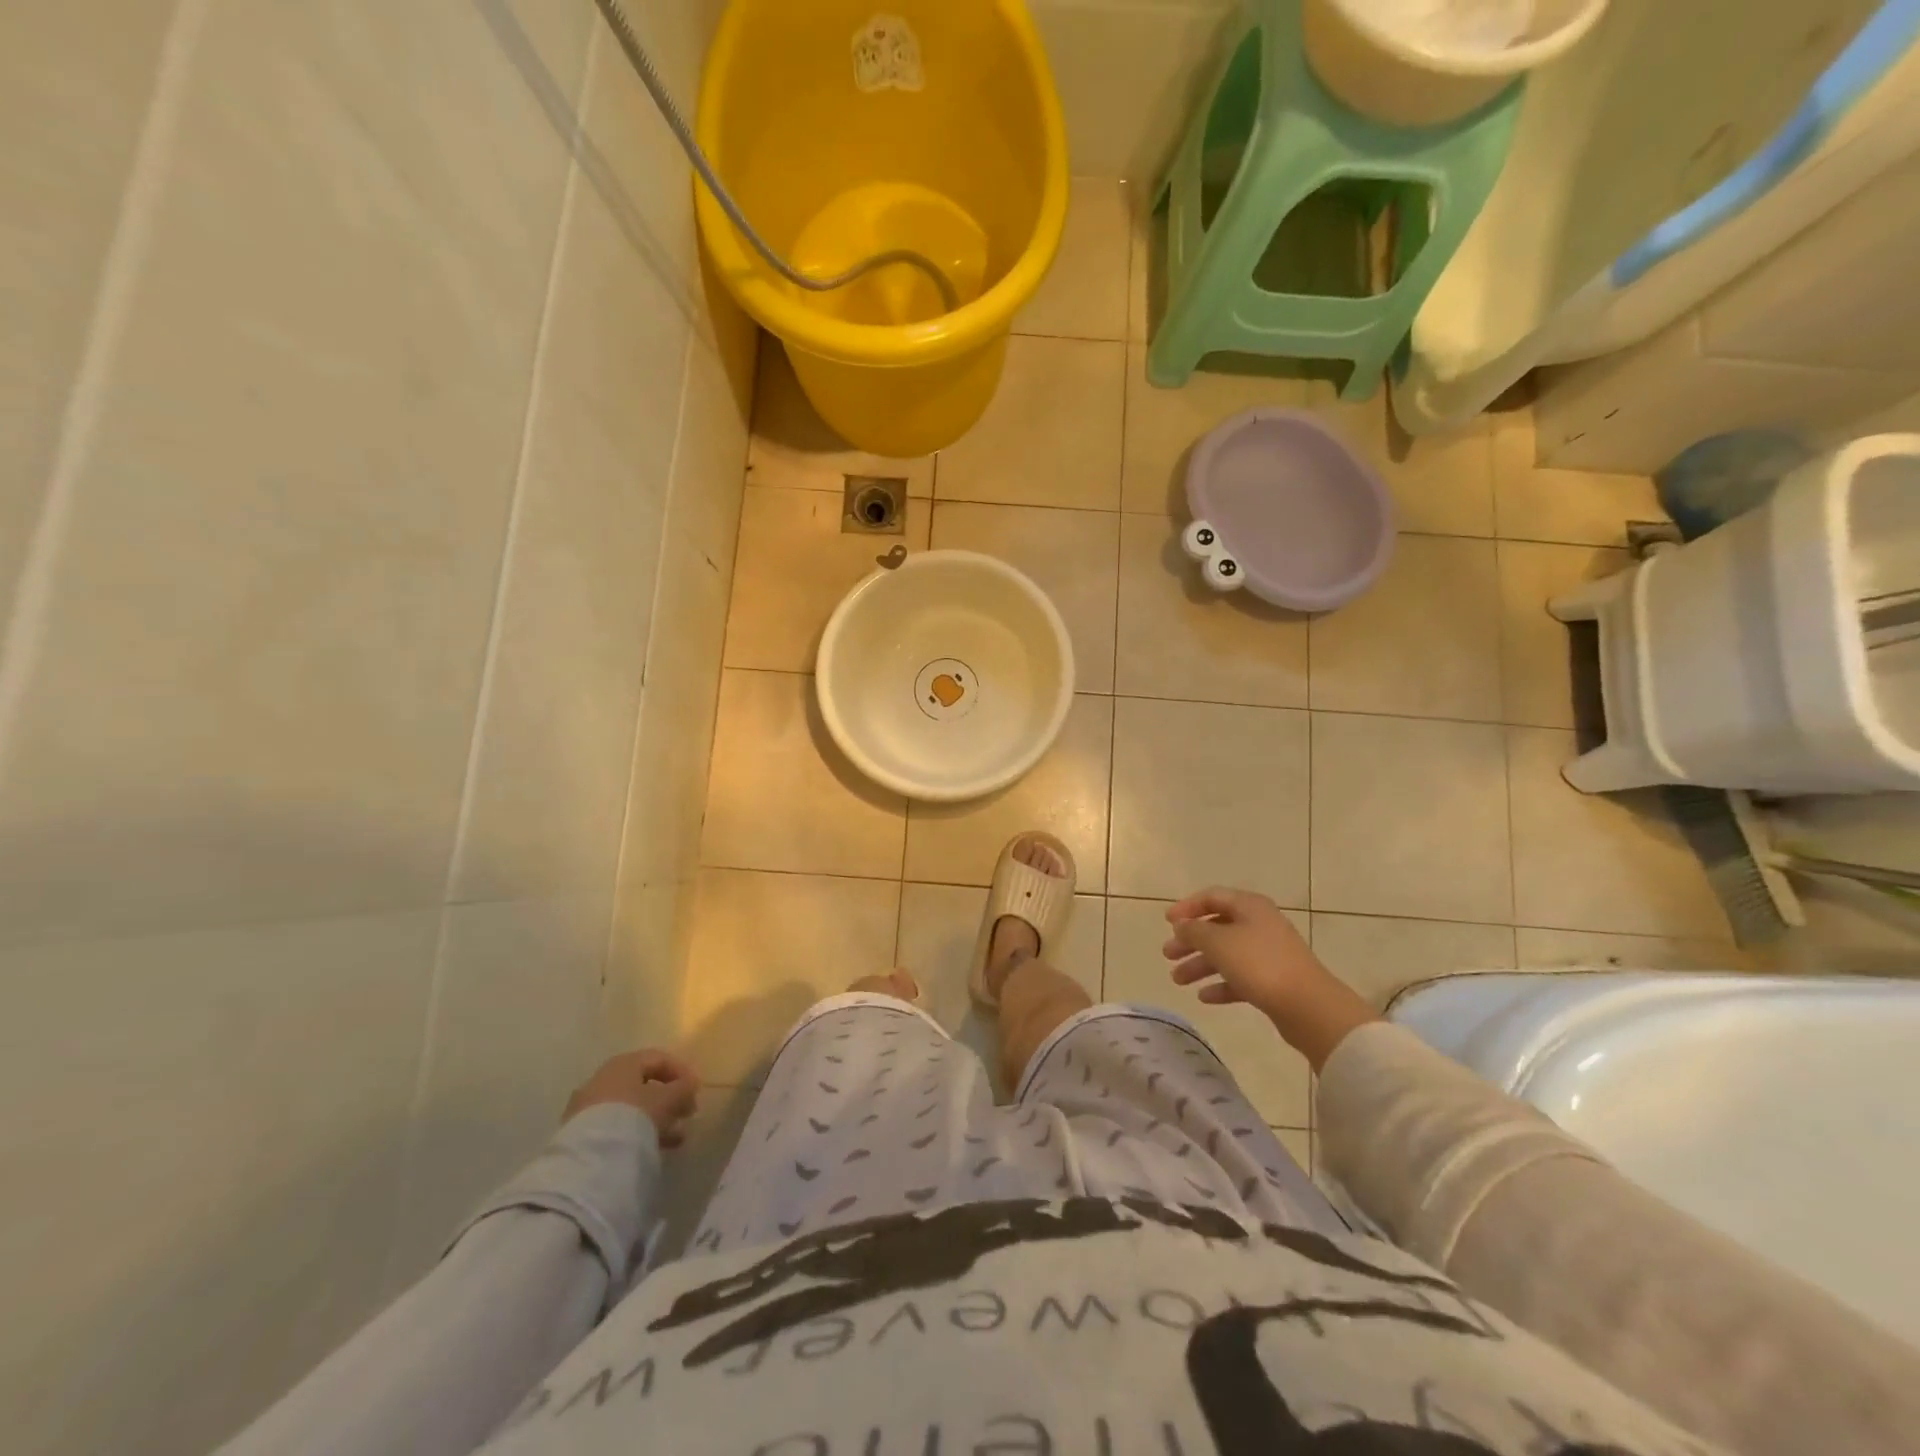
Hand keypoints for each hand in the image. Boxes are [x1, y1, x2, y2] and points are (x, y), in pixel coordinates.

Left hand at [564, 1050, 699, 1148]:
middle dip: (669, 1099)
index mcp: (623, 1064)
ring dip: (656, 1118)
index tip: (695, 1090)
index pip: (658, 1058)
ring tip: (676, 1137)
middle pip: (643, 1085)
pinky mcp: (580, 1135)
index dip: (681, 1071)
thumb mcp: (667, 1099)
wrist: (591, 1157)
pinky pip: (617, 1126)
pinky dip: (637, 1132)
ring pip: (630, 1108)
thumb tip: (691, 1083)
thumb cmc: (634, 1115)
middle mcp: (602, 1080)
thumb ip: (683, 1088)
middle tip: (686, 1113)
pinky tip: (653, 1147)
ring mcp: (588, 1108)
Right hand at [1163, 887, 1379, 1069]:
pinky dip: (1221, 985)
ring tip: (1178, 980)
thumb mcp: (1218, 942)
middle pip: (1217, 927)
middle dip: (1190, 941)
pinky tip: (1204, 997)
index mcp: (1250, 907)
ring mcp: (1268, 954)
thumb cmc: (1259, 964)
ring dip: (1200, 965)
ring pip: (1226, 954)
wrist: (1308, 1006)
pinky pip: (1240, 978)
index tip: (1167, 922)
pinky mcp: (1273, 981)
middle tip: (1168, 955)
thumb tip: (1182, 926)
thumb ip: (1194, 931)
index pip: (1212, 897)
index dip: (1187, 907)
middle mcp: (1260, 925)